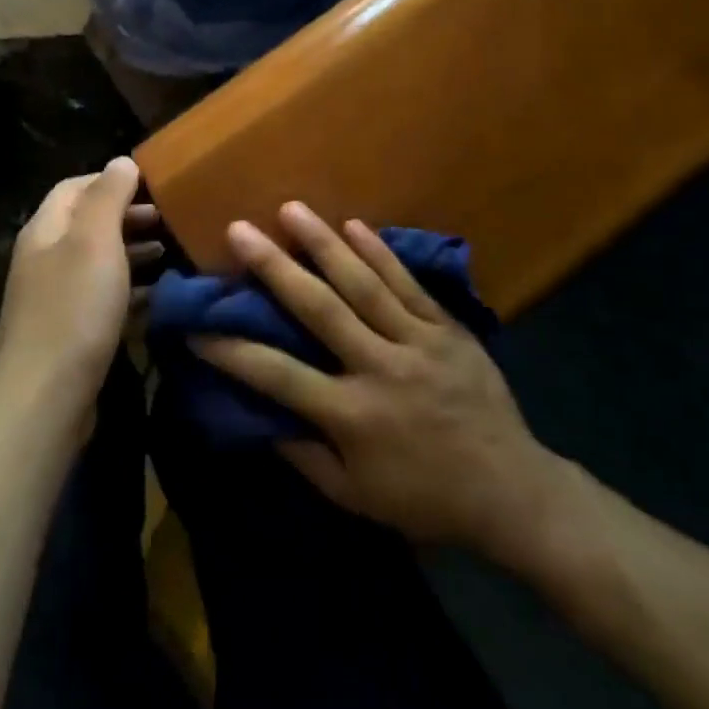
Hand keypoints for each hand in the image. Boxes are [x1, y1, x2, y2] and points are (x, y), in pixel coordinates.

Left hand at [0, 157, 160, 416]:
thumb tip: (121, 161)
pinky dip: (129, 287)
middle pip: (86, 223)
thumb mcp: (95, 240)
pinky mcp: (69, 330)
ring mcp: (54, 296)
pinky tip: (157, 294)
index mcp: (45, 229)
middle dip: (127, 215)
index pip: (75, 187)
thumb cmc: (75, 307)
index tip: (152, 185)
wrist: (46, 396)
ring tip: (168, 250)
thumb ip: (109, 196)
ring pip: (97, 260)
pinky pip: (102, 295)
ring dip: (132, 250)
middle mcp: (44, 257)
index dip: (112, 180)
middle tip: (168, 218)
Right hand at [194, 204, 586, 570]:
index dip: (233, 350)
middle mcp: (379, 368)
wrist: (511, 489)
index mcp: (352, 415)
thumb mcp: (356, 497)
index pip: (278, 376)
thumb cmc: (425, 498)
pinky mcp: (447, 329)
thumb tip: (259, 417)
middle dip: (274, 268)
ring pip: (364, 284)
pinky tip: (355, 224)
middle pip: (319, 309)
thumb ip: (304, 456)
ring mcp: (417, 342)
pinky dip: (380, 252)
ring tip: (291, 209)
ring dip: (324, 243)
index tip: (196, 324)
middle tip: (240, 231)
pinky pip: (409, 284)